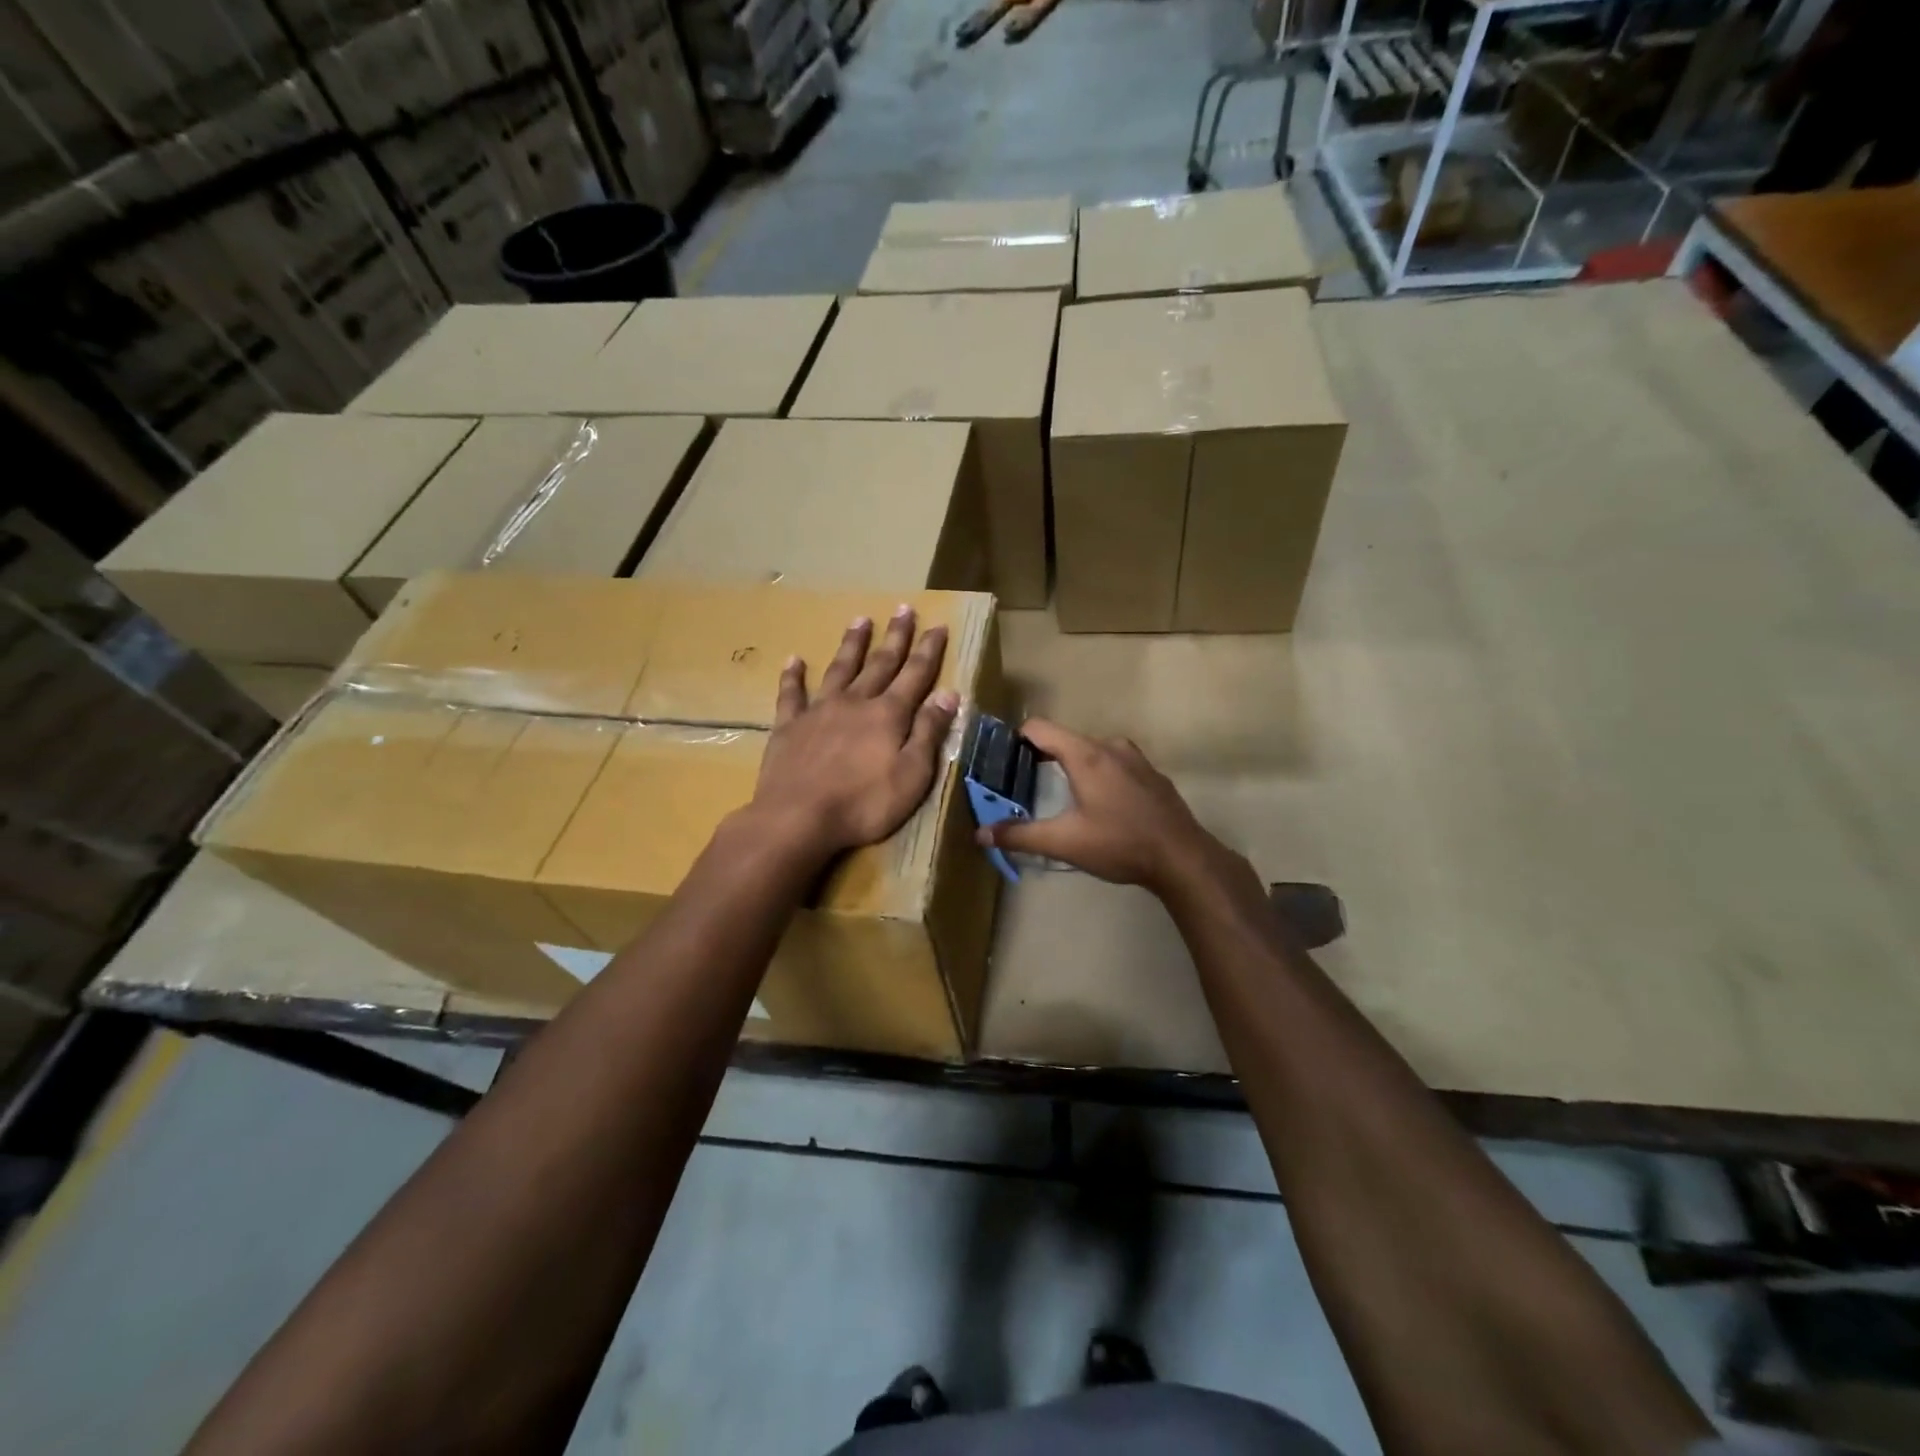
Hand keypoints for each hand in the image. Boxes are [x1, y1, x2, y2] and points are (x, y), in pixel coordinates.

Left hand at [748, 605, 958, 863]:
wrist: (798, 818)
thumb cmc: (864, 804)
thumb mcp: (912, 775)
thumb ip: (929, 732)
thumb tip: (949, 693)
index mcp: (888, 715)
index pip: (915, 675)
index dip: (928, 650)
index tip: (938, 625)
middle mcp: (855, 703)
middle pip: (880, 664)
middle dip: (895, 637)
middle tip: (903, 609)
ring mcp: (818, 712)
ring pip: (839, 669)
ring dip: (852, 645)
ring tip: (860, 620)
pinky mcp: (788, 727)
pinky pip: (791, 694)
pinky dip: (793, 676)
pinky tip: (794, 660)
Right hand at [975, 719, 1223, 895]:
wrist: (1182, 857)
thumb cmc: (1119, 843)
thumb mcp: (1064, 842)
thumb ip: (1020, 835)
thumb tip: (981, 833)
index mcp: (1085, 755)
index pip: (1039, 728)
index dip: (1016, 738)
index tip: (1001, 758)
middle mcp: (1110, 747)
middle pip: (1065, 739)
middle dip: (1042, 756)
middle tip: (1024, 782)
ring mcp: (1136, 759)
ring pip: (1092, 752)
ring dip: (1073, 766)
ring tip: (1061, 795)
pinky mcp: (1152, 775)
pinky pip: (1115, 764)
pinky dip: (1100, 775)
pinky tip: (1101, 805)